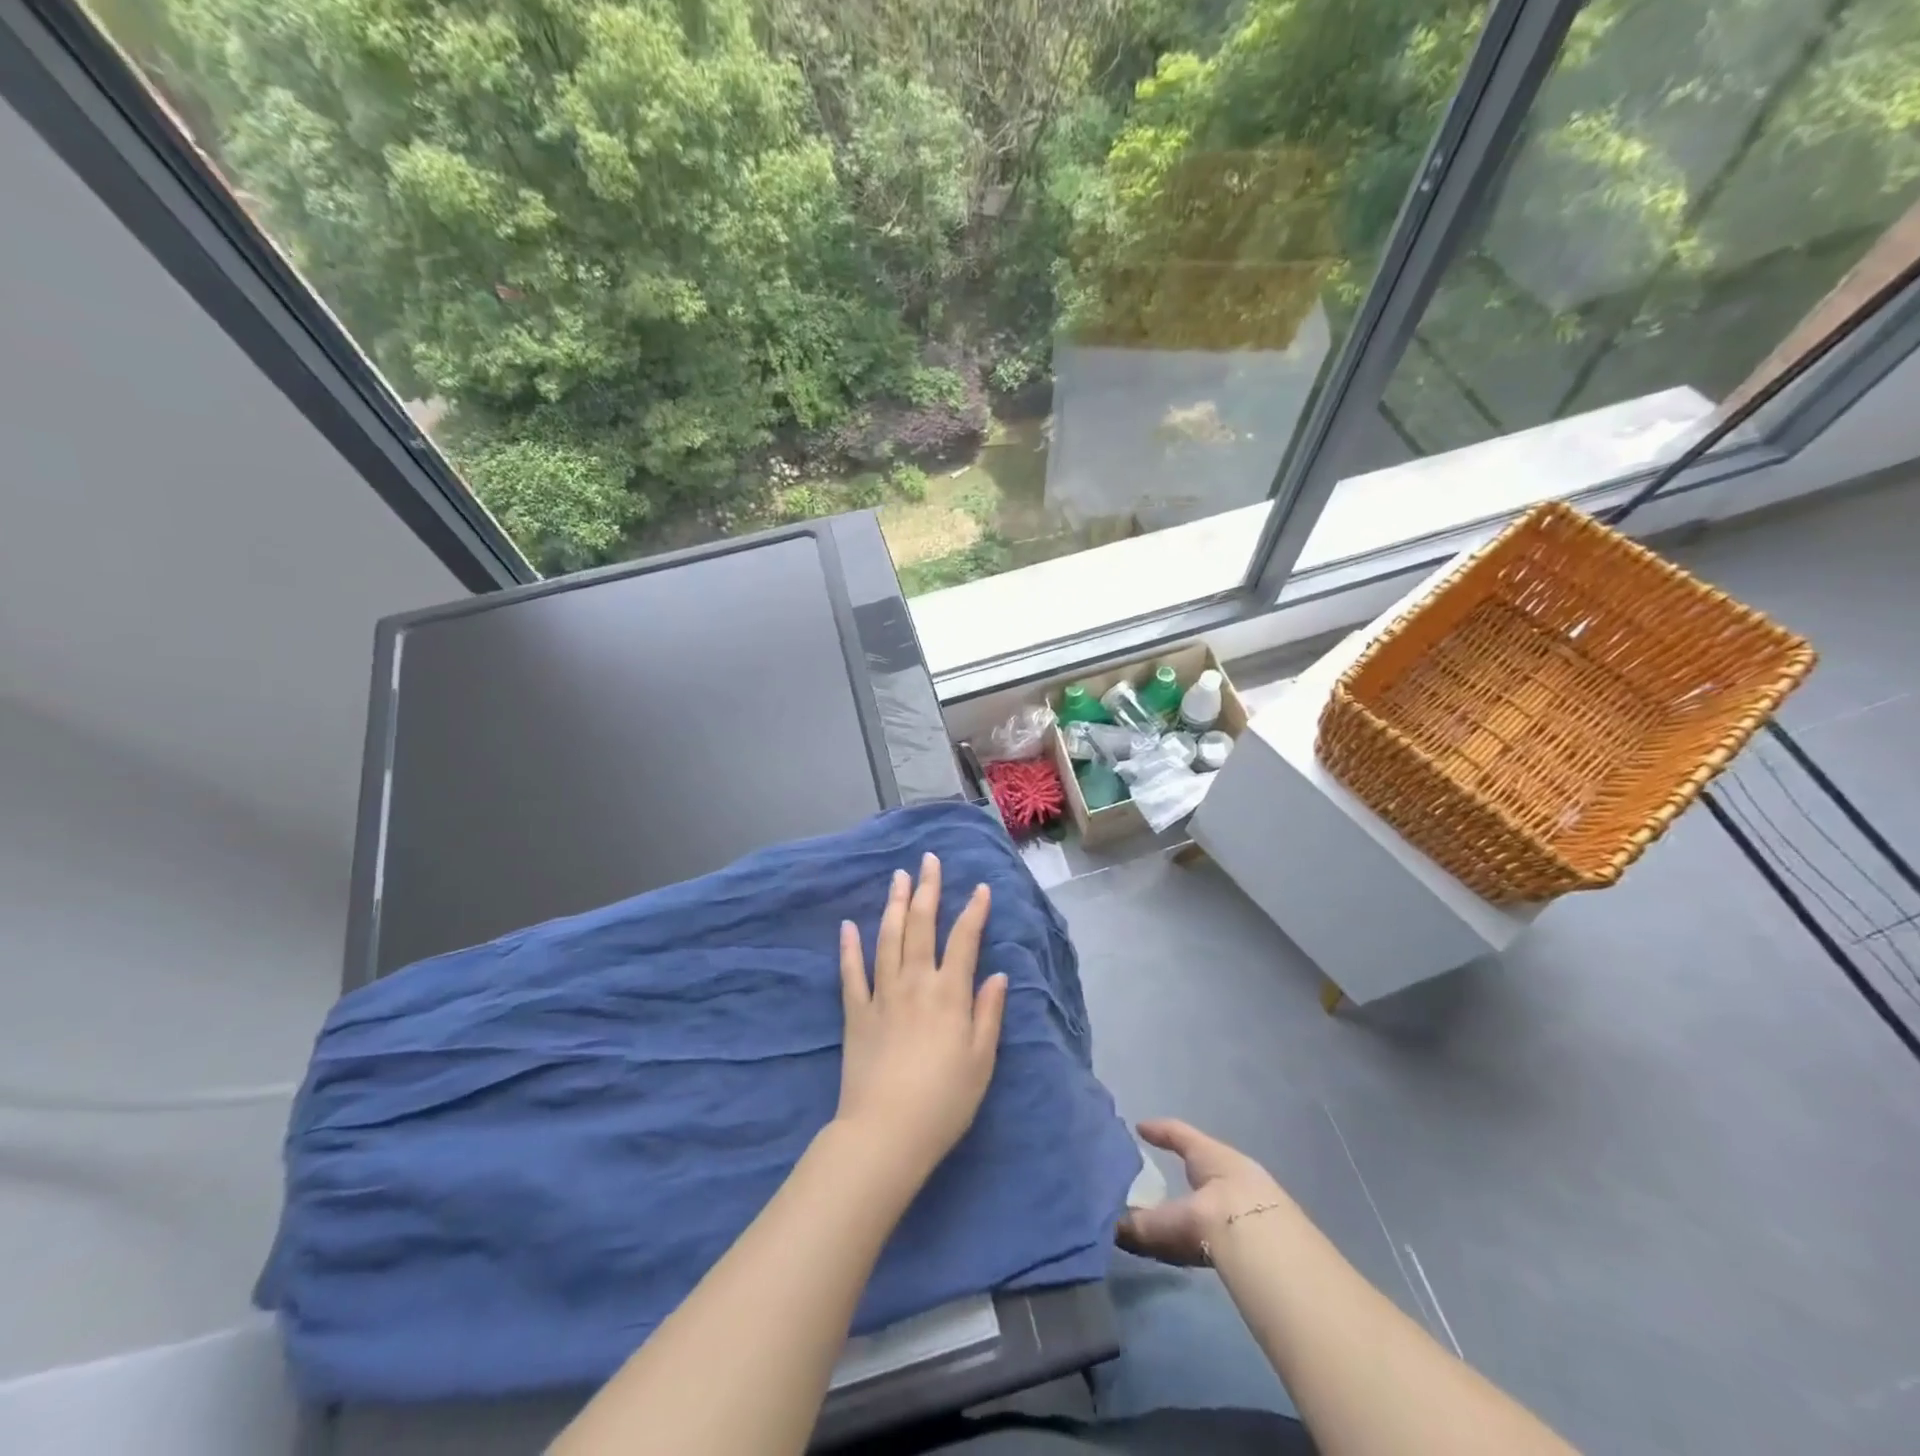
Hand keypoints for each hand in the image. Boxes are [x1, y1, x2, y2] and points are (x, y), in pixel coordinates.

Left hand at [835, 853, 1007, 1185]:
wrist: (887, 1132)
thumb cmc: (944, 1101)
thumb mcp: (982, 1060)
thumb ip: (989, 1013)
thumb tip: (998, 974)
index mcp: (949, 993)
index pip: (964, 939)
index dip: (974, 911)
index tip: (979, 887)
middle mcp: (915, 982)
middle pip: (921, 925)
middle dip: (927, 890)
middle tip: (927, 860)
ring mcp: (881, 994)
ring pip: (887, 938)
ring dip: (893, 904)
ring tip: (897, 877)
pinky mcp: (855, 1013)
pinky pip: (850, 972)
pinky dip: (848, 947)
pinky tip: (847, 925)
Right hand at [1118, 1119, 1293, 1266]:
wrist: (1274, 1248)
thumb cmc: (1218, 1211)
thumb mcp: (1174, 1217)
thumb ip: (1145, 1226)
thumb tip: (1113, 1228)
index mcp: (1209, 1155)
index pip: (1179, 1134)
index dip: (1159, 1131)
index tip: (1140, 1127)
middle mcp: (1233, 1170)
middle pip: (1204, 1164)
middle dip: (1186, 1171)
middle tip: (1163, 1179)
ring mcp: (1256, 1199)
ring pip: (1220, 1195)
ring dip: (1201, 1204)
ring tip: (1180, 1218)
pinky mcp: (1270, 1231)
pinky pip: (1231, 1224)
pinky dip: (1213, 1231)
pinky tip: (1203, 1246)